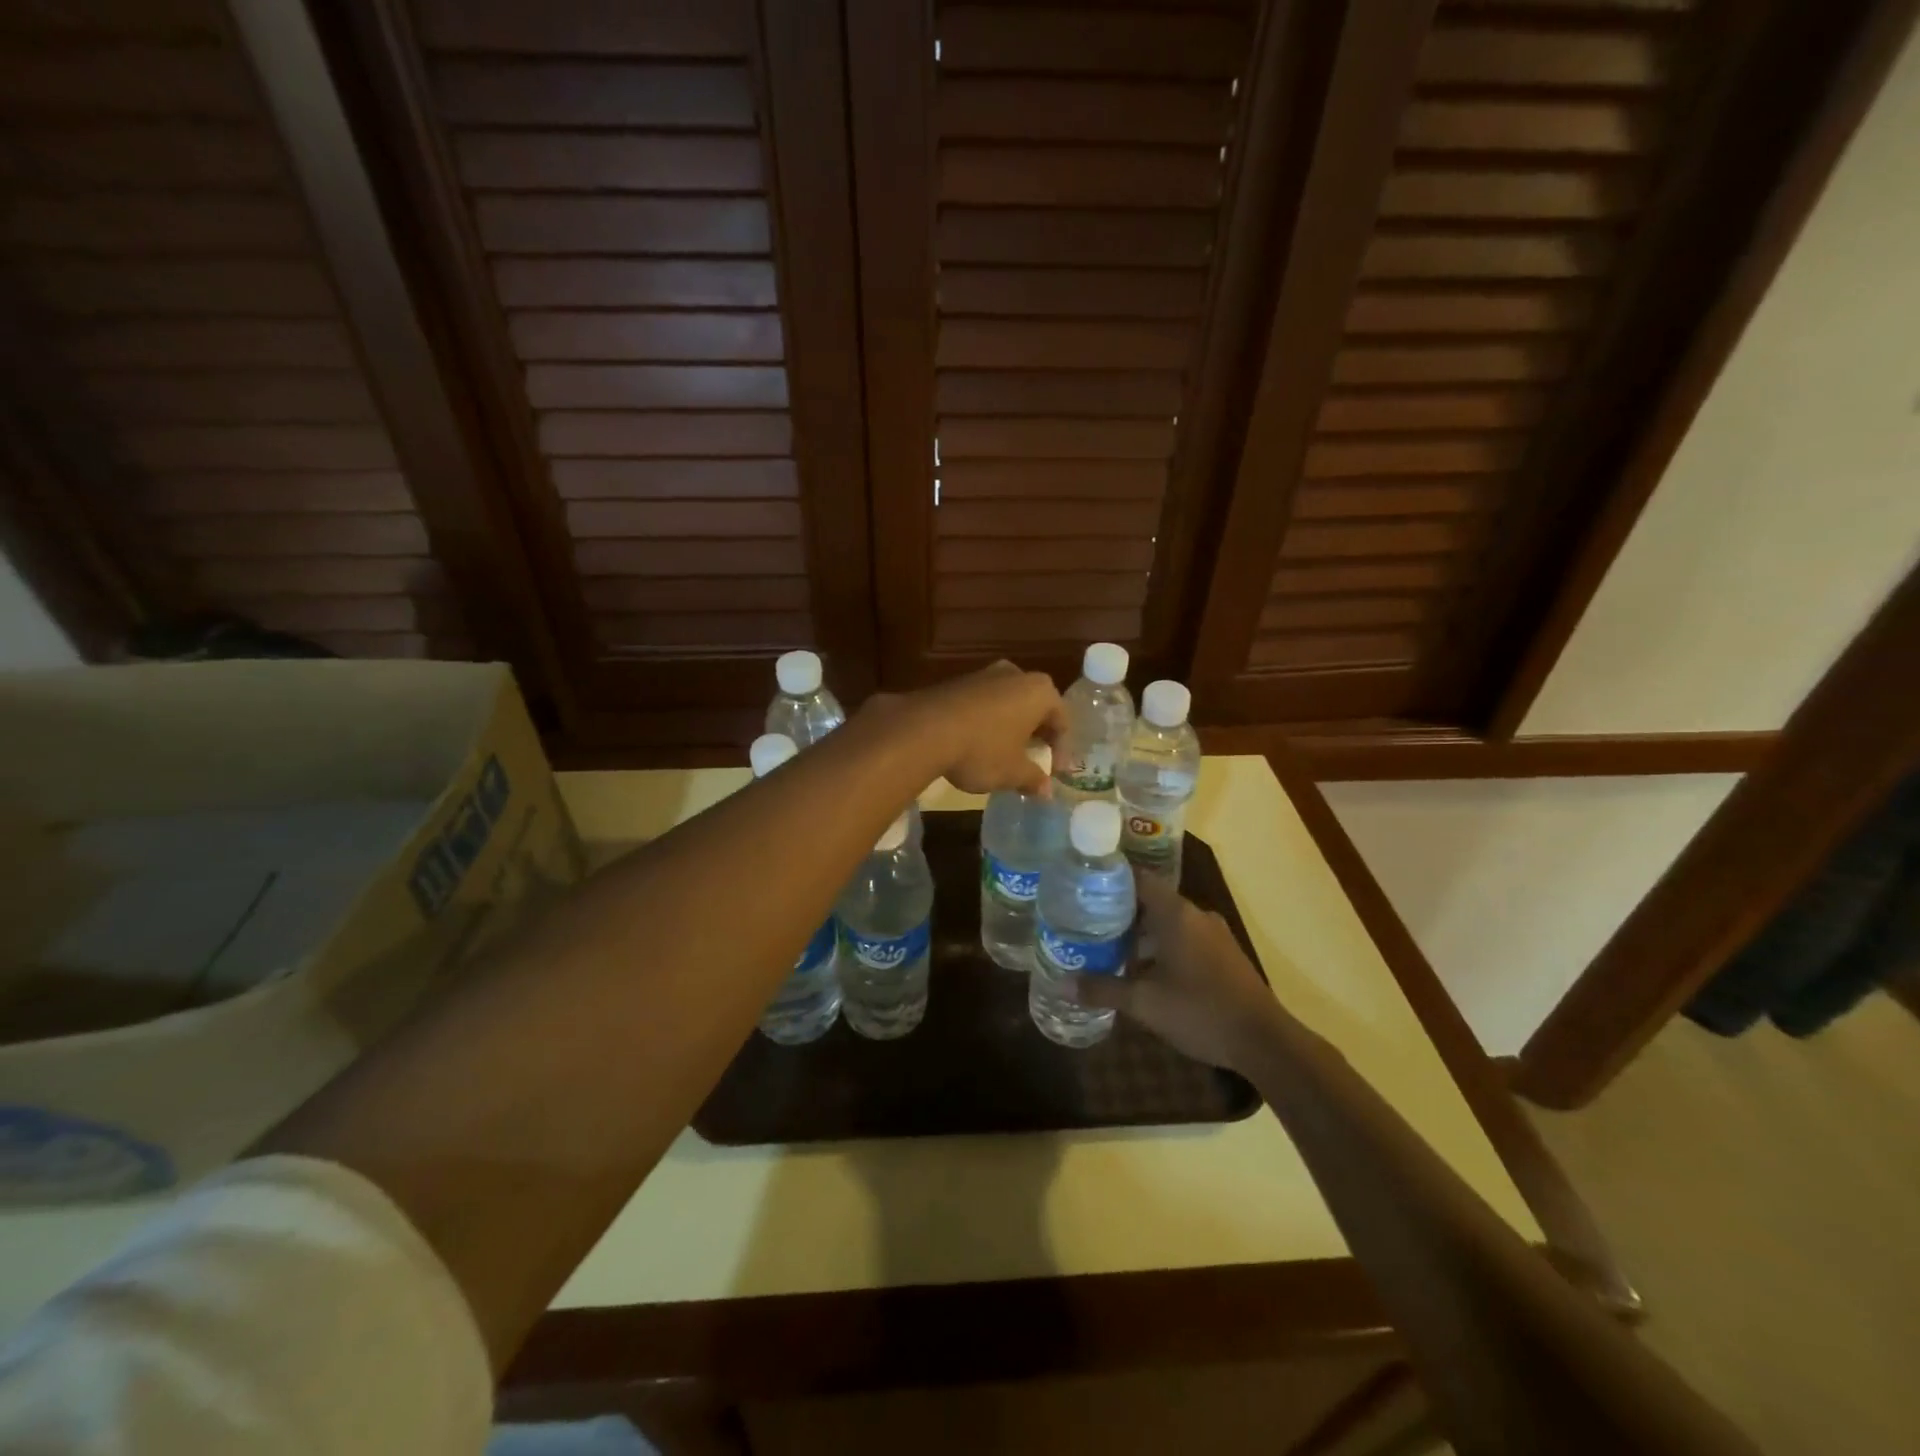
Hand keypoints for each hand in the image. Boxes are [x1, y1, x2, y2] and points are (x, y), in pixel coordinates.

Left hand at [888, 661, 1065, 796]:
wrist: (923, 730)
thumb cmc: (982, 750)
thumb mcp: (1012, 772)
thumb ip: (1034, 779)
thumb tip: (1046, 791)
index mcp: (1040, 691)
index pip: (1062, 721)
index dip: (1061, 750)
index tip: (1054, 773)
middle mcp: (1015, 674)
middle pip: (1035, 707)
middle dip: (1036, 734)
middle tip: (1034, 758)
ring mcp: (984, 674)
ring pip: (1008, 703)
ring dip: (1010, 727)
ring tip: (1005, 754)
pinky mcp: (957, 682)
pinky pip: (983, 703)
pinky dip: (987, 722)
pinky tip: (977, 744)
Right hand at [1069, 877, 1284, 1072]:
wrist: (1264, 1041)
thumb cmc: (1200, 1011)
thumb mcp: (1144, 1002)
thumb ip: (1103, 989)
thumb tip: (1062, 985)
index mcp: (1176, 913)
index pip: (1137, 879)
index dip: (1109, 881)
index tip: (1082, 889)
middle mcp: (1196, 915)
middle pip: (1150, 901)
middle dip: (1119, 913)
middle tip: (1086, 924)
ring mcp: (1214, 935)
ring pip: (1168, 923)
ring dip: (1141, 935)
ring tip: (1109, 951)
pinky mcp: (1224, 955)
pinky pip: (1185, 939)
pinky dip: (1162, 947)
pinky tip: (1145, 972)